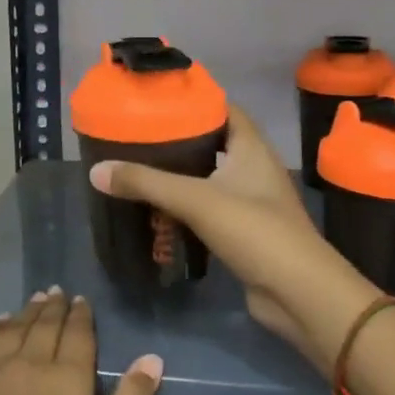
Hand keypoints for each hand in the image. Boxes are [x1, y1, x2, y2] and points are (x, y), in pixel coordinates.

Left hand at [0, 290, 162, 394]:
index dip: (81, 315)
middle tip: (58, 293)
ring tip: (35, 300)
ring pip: (12, 329)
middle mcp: (28, 363)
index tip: (82, 300)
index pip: (77, 334)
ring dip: (26, 312)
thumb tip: (152, 358)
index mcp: (66, 378)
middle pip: (43, 325)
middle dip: (54, 307)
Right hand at [88, 106, 379, 373]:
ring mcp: (251, 202)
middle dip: (180, 140)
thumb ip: (146, 183)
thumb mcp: (196, 200)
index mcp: (251, 148)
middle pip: (215, 143)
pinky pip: (210, 210)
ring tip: (141, 168)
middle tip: (140, 137)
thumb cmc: (254, 231)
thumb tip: (96, 171)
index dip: (196, 101)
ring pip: (211, 178)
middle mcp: (254, 169)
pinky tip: (158, 210)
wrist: (298, 293)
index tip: (160, 102)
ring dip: (181, 175)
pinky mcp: (244, 232)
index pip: (225, 109)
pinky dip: (186, 207)